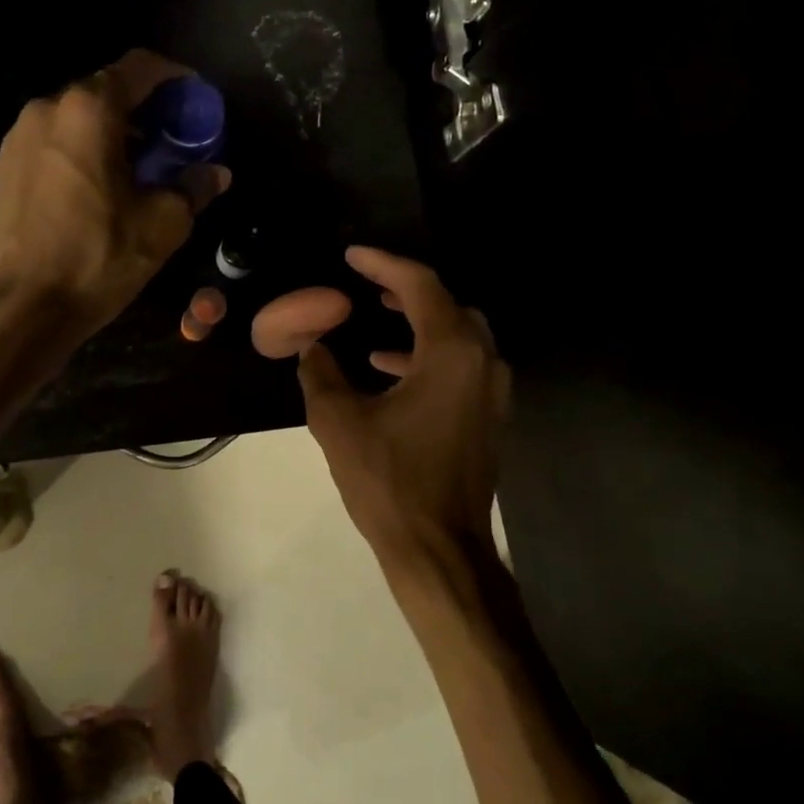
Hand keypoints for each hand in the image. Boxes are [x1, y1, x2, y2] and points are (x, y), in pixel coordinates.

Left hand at [0, 50, 230, 336]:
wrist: (22, 306)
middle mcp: (48, 109)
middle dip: (144, 110)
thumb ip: (193, 188)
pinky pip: (54, 143)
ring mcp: (18, 136)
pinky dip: (82, 152)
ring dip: (111, 133)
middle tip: (171, 143)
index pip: (139, 68)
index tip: (194, 100)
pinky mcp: (3, 167)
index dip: (174, 78)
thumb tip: (216, 173)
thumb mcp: (161, 226)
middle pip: (106, 91)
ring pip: (77, 118)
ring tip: (135, 170)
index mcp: (89, 110)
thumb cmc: (97, 259)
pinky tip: (97, 190)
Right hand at [298, 247, 510, 566]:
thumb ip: (320, 373)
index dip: (383, 264)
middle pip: (449, 306)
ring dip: (419, 326)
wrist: (439, 548)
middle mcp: (483, 362)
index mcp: (451, 352)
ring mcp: (492, 393)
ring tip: (376, 327)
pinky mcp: (488, 419)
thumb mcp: (339, 422)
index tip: (352, 256)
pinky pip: (461, 368)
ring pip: (459, 338)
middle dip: (407, 292)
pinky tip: (390, 375)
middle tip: (368, 287)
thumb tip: (312, 346)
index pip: (420, 286)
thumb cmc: (388, 481)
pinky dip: (428, 358)